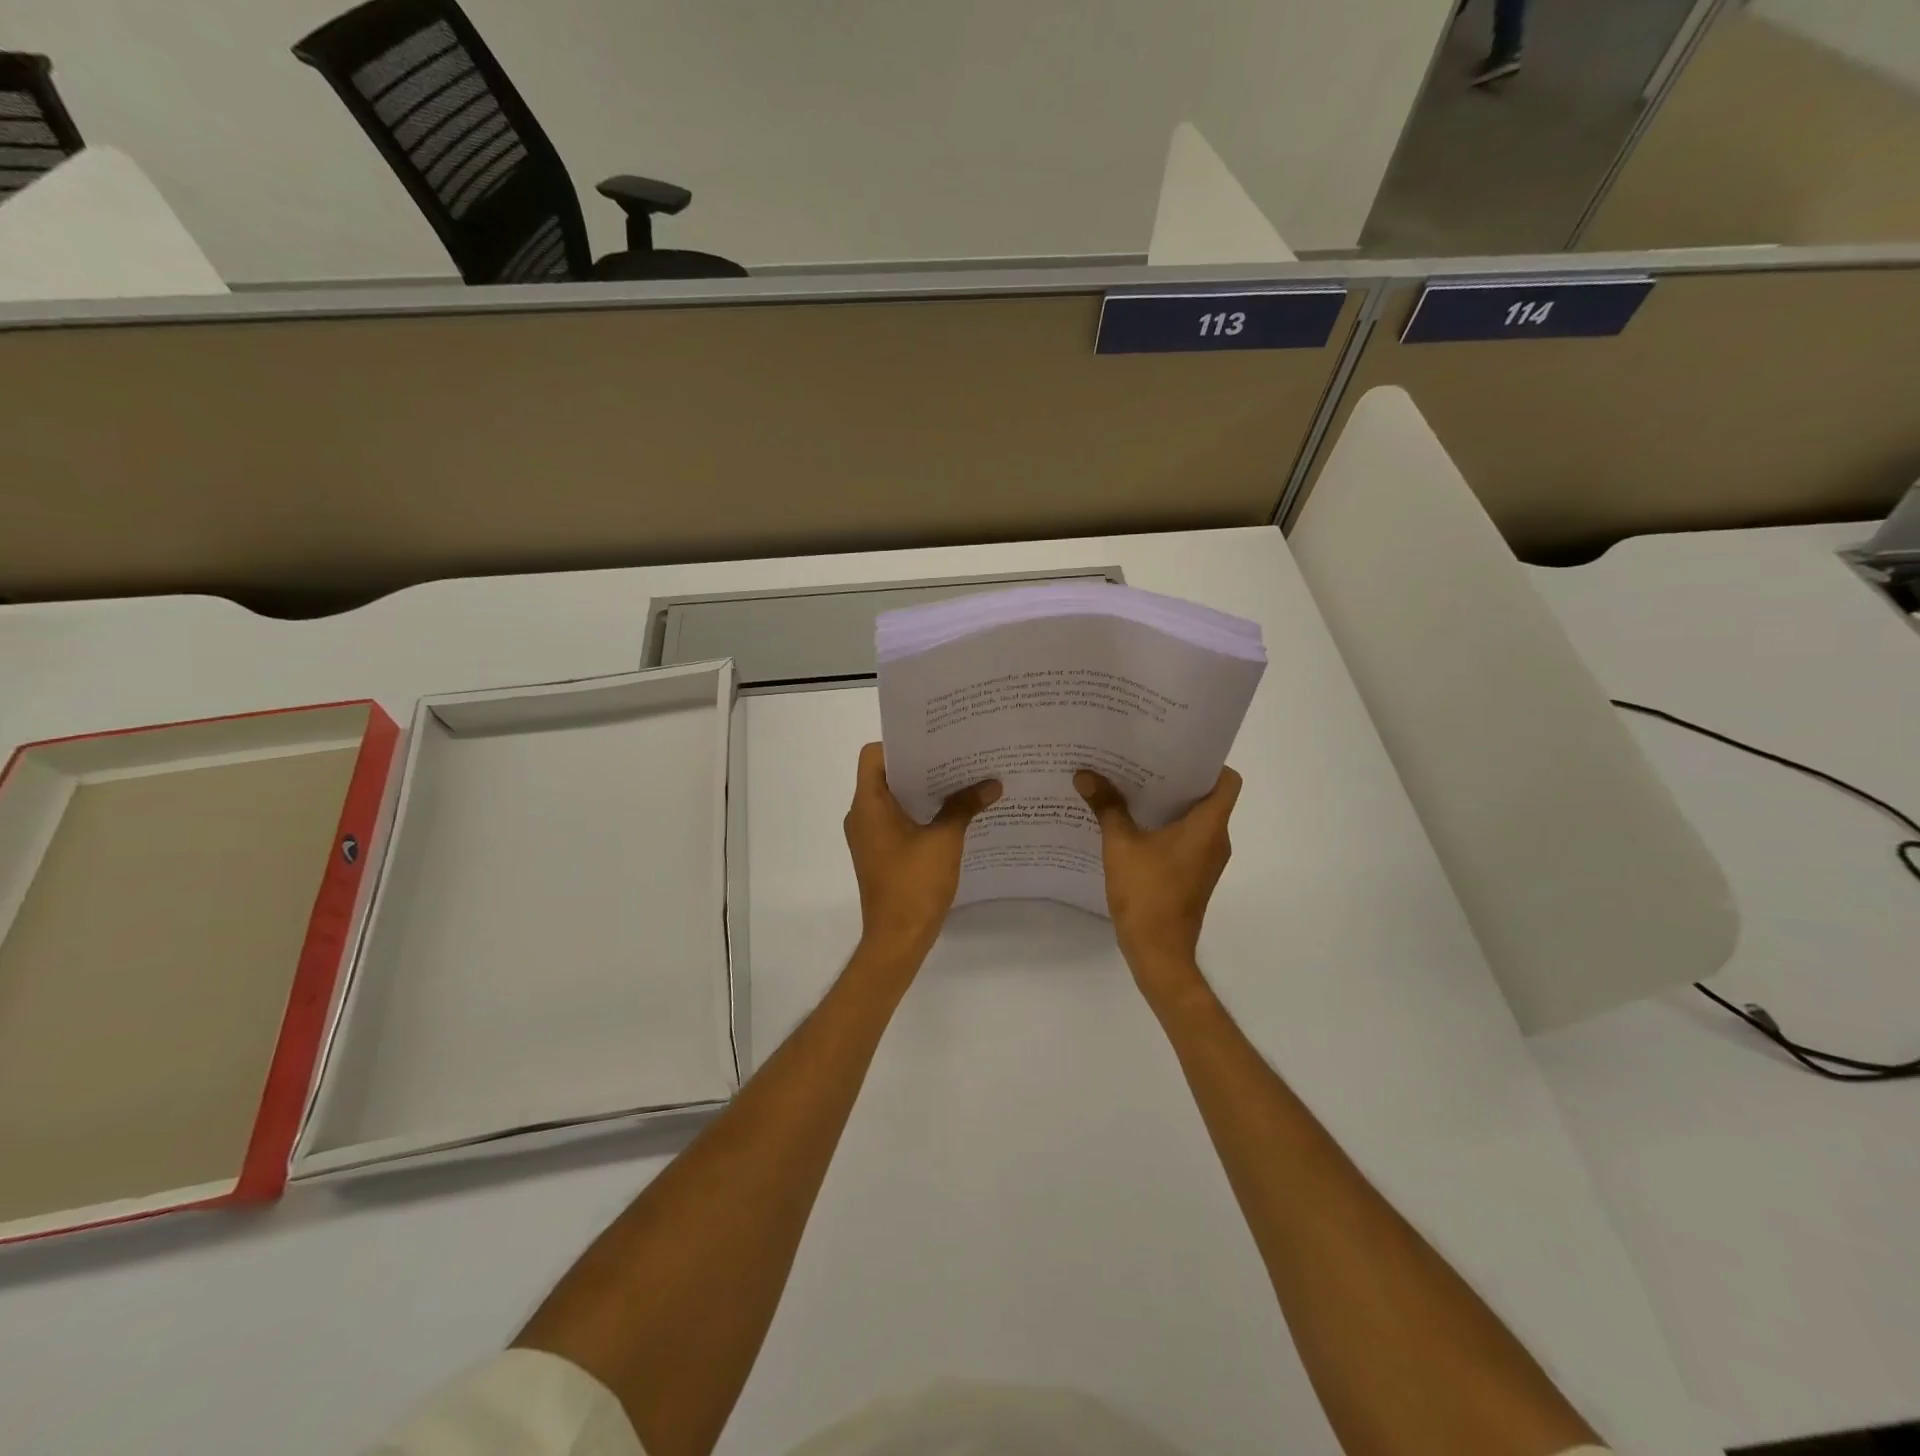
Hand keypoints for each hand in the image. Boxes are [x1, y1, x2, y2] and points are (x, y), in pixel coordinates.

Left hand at [845, 742, 1000, 965]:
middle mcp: (862, 815)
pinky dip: (920, 812)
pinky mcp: (880, 853)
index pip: (874, 755)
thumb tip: (992, 784)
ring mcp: (869, 836)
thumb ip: (965, 806)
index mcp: (868, 804)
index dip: (901, 744)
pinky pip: (897, 820)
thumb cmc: (914, 884)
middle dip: (920, 765)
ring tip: (959, 780)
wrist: (897, 939)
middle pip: (886, 775)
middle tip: (956, 755)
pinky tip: (952, 813)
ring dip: (922, 790)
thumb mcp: (945, 840)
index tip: (934, 742)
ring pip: (893, 799)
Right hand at [1075, 767, 1241, 998]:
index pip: (1227, 780)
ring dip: (1168, 804)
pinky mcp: (1193, 875)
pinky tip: (1132, 824)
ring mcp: (1206, 860)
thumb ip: (1106, 807)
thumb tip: (1085, 774)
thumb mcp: (1120, 845)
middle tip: (1142, 761)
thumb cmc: (1147, 893)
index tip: (1174, 752)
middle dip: (1176, 778)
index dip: (1207, 762)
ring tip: (1132, 787)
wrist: (1158, 951)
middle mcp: (1216, 839)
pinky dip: (1165, 827)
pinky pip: (1185, 839)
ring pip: (1194, 819)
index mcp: (1209, 825)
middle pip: (1207, 796)